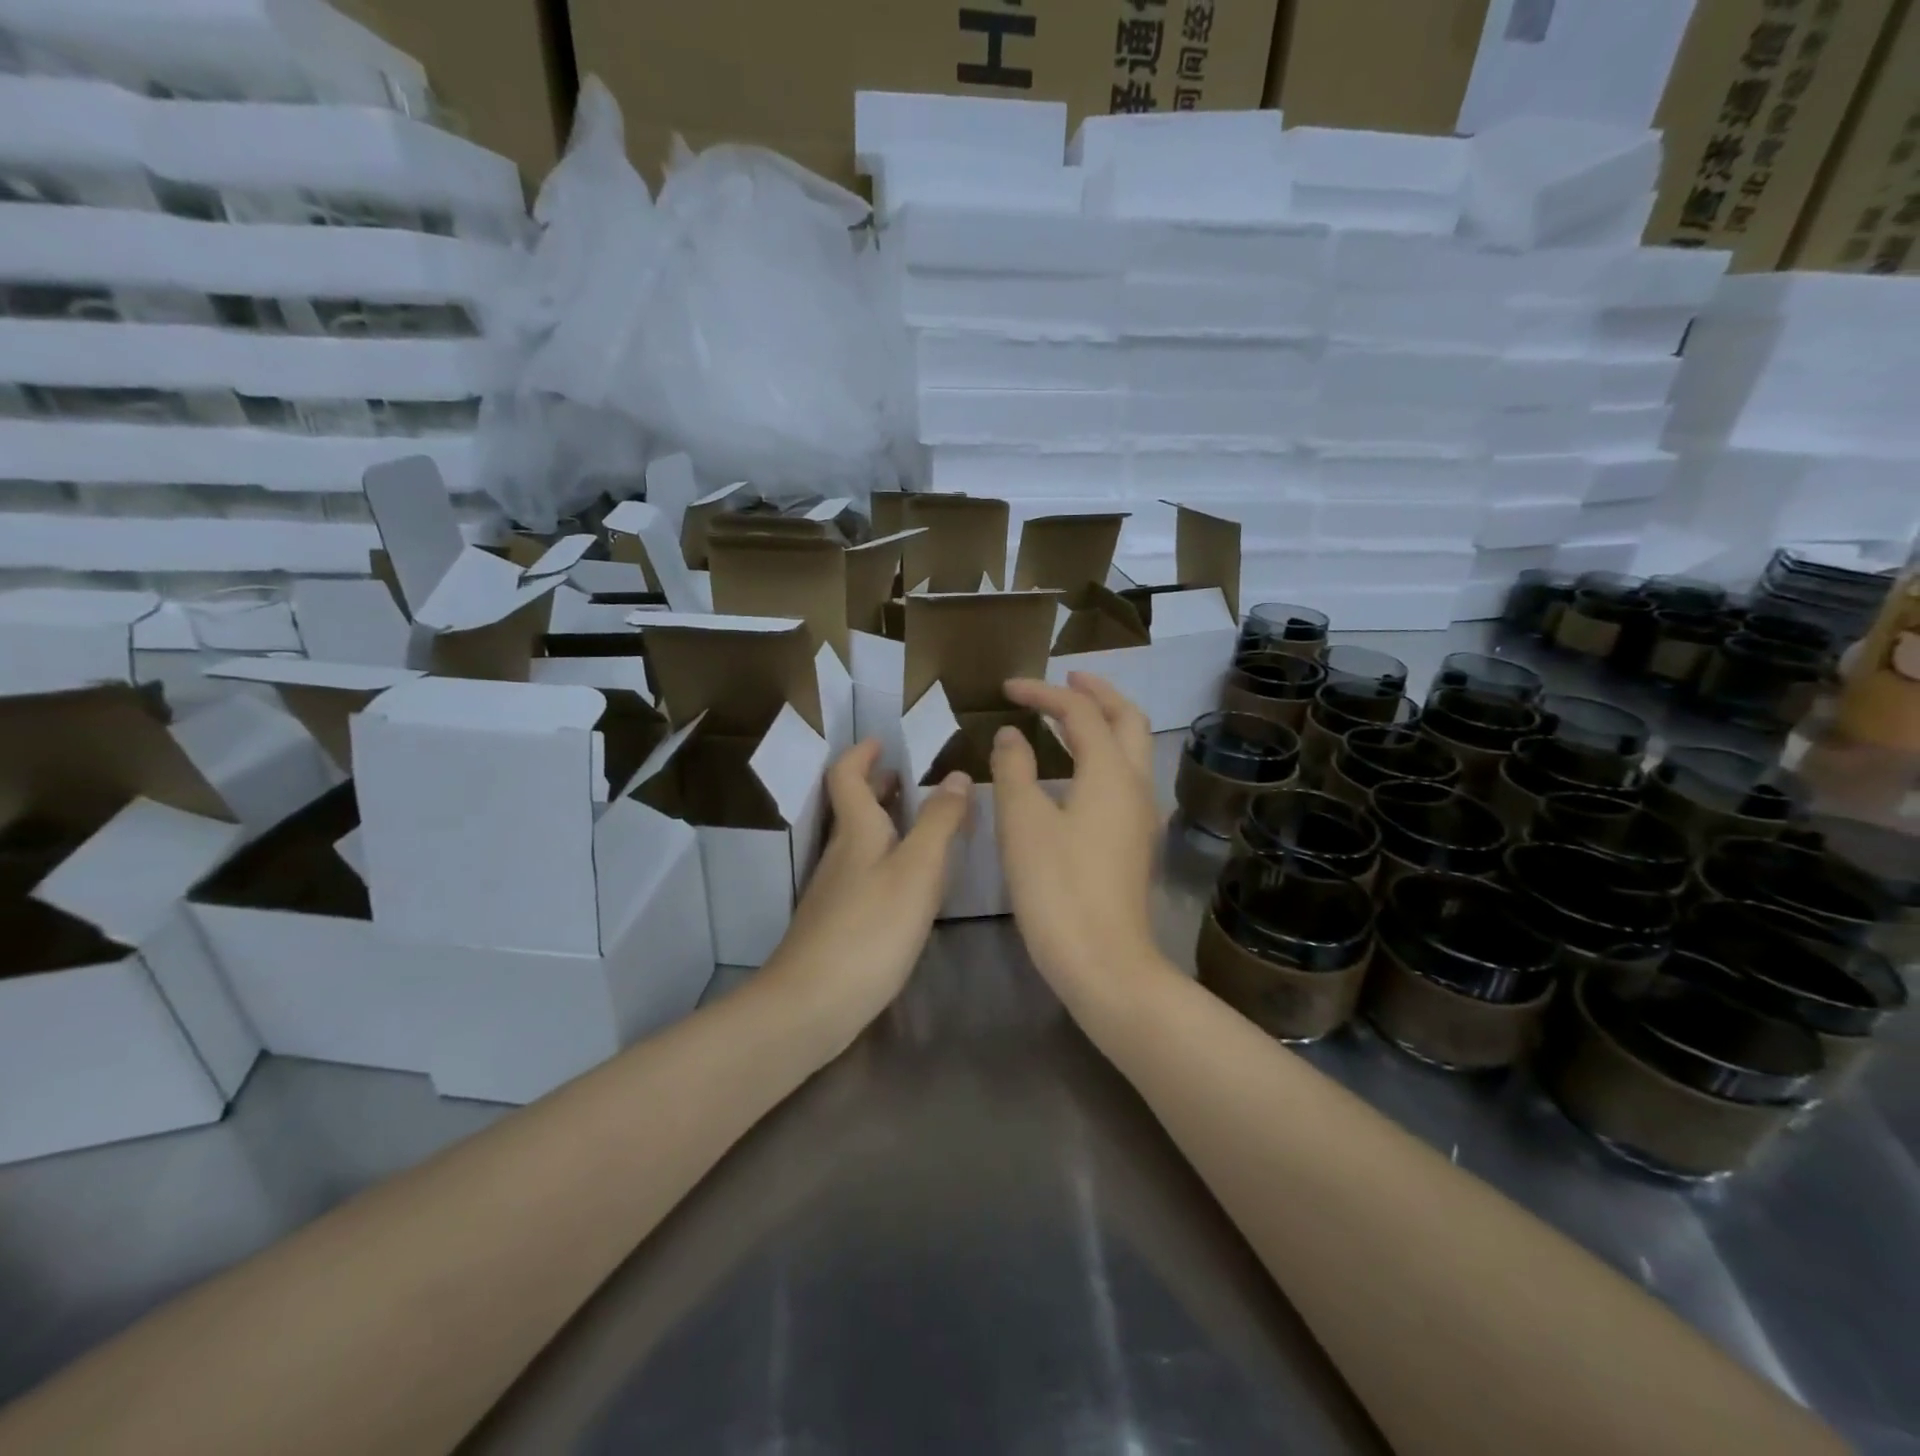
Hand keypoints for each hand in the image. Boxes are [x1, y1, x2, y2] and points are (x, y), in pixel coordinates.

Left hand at [766, 739, 970, 1045]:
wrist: (813, 1003)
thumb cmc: (870, 929)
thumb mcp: (917, 870)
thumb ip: (939, 822)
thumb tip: (955, 775)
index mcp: (857, 831)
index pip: (847, 776)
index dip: (862, 754)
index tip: (883, 741)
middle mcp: (841, 854)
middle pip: (852, 806)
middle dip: (876, 784)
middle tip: (908, 775)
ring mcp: (835, 890)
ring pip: (859, 840)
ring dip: (884, 820)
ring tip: (920, 821)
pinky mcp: (838, 922)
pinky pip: (864, 872)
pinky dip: (886, 857)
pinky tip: (908, 880)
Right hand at [991, 674, 1170, 1018]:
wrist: (1104, 962)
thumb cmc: (1057, 887)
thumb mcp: (1022, 822)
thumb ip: (1014, 769)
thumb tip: (1011, 735)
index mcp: (1110, 772)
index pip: (1080, 712)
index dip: (1043, 693)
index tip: (1007, 689)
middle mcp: (1136, 785)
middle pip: (1127, 719)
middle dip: (1096, 692)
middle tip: (1064, 680)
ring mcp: (1141, 815)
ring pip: (1133, 749)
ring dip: (1105, 722)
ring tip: (1069, 717)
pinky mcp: (1135, 841)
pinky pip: (1125, 778)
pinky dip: (1103, 755)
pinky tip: (1077, 771)